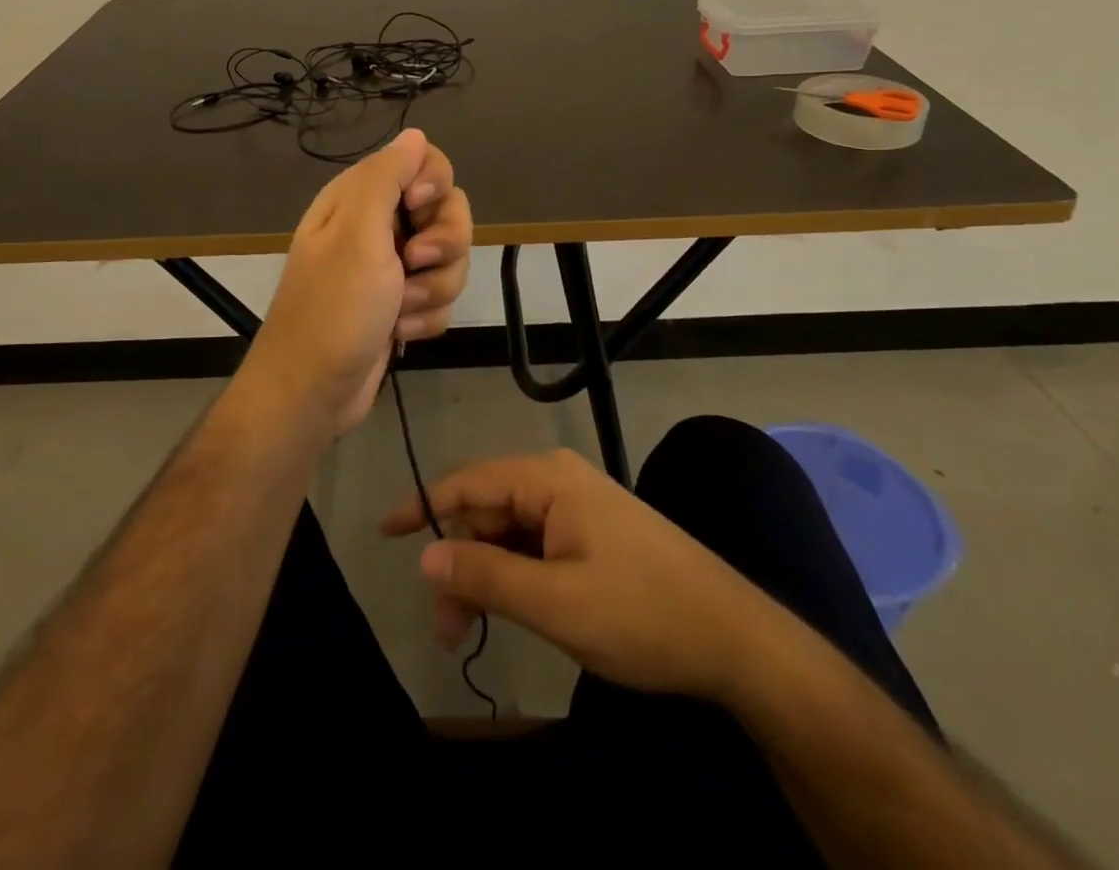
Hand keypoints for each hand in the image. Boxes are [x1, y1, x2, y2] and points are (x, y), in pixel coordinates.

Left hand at [245, 129, 471, 436]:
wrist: (313, 392)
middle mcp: (378, 226)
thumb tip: (414, 133)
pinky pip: (441, 297)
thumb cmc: (333, 308)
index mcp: (361, 198)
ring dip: (432, 290)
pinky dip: (425, 317)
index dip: (433, 184)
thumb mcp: (357, 233)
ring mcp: (393, 268)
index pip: (423, 162)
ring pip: (451, 259)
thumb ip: (386, 176)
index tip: (419, 209)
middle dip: (443, 245)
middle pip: (448, 211)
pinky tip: (398, 332)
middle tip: (413, 264)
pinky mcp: (403, 304)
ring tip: (398, 311)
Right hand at [382, 448, 750, 698]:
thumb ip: (486, 575)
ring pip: (509, 532)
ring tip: (468, 631)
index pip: (468, 482)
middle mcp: (559, 481)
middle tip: (445, 627)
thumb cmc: (641, 614)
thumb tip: (426, 553)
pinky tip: (507, 612)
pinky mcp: (593, 534)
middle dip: (459, 561)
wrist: (735, 639)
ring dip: (484, 576)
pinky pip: (536, 545)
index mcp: (548, 480)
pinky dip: (513, 578)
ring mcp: (579, 507)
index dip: (423, 506)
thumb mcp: (556, 602)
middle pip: (487, 511)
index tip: (384, 532)